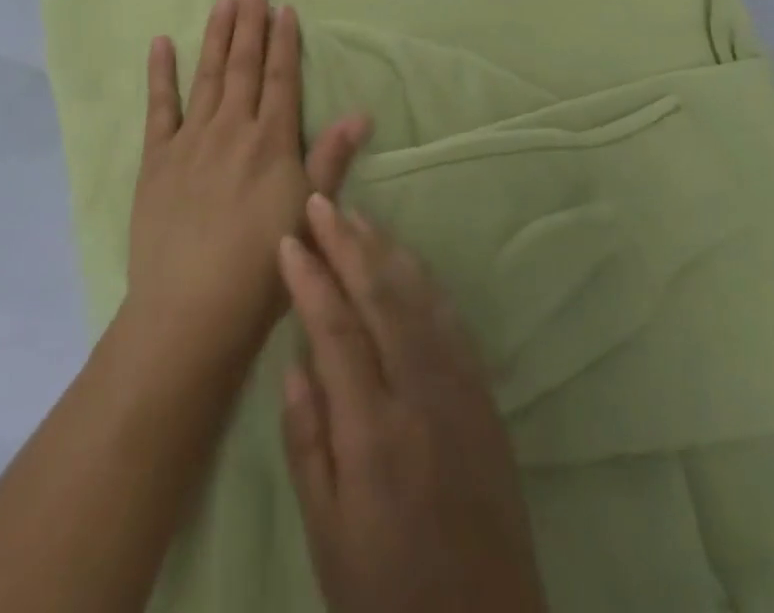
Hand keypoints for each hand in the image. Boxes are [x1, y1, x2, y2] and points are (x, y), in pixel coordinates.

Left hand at [127, 0, 371, 365]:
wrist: (192, 311)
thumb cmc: (261, 268)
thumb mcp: (308, 213)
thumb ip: (330, 159)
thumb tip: (361, 112)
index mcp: (270, 142)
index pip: (280, 78)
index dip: (283, 41)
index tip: (284, 7)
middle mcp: (232, 129)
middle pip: (243, 65)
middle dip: (249, 21)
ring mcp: (190, 140)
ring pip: (207, 75)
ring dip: (215, 36)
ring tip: (221, 0)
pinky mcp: (157, 158)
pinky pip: (159, 107)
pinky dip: (161, 73)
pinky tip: (161, 43)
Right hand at [277, 196, 548, 612]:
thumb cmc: (387, 594)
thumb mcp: (326, 534)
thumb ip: (307, 440)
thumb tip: (297, 360)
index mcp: (374, 433)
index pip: (336, 330)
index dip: (310, 279)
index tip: (287, 240)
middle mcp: (422, 398)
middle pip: (381, 298)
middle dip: (347, 243)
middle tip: (320, 201)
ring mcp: (462, 394)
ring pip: (420, 299)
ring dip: (385, 251)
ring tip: (356, 217)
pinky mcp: (486, 401)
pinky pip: (452, 323)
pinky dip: (424, 282)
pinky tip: (406, 262)